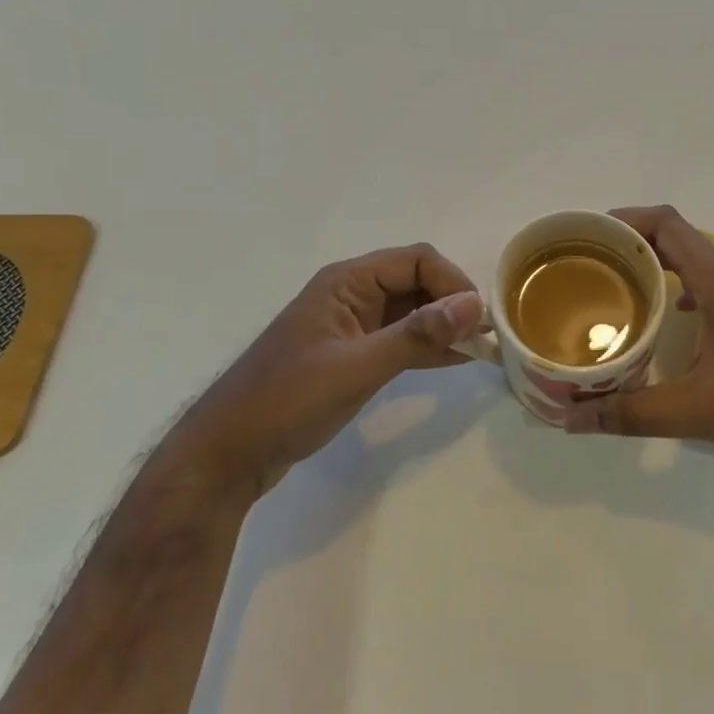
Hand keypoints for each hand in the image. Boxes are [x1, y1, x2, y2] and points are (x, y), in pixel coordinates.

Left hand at [161, 245, 483, 501]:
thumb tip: (474, 305)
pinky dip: (425, 346)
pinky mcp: (350, 353)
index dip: (452, 284)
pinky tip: (454, 360)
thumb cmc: (287, 401)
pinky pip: (398, 338)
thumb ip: (416, 336)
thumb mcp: (357, 368)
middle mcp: (351, 293)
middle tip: (485, 337)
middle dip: (451, 303)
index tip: (478, 320)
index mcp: (347, 281)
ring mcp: (350, 324)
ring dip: (442, 325)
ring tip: (480, 349)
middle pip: (415, 281)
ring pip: (409, 310)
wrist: (228, 453)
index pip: (416, 260)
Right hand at [564, 206, 713, 484]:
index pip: (665, 223)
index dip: (622, 220)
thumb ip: (632, 412)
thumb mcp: (700, 413)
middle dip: (626, 245)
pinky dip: (674, 293)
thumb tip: (570, 418)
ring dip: (650, 268)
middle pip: (672, 238)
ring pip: (689, 264)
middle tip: (583, 267)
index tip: (583, 237)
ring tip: (611, 291)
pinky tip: (662, 323)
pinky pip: (705, 290)